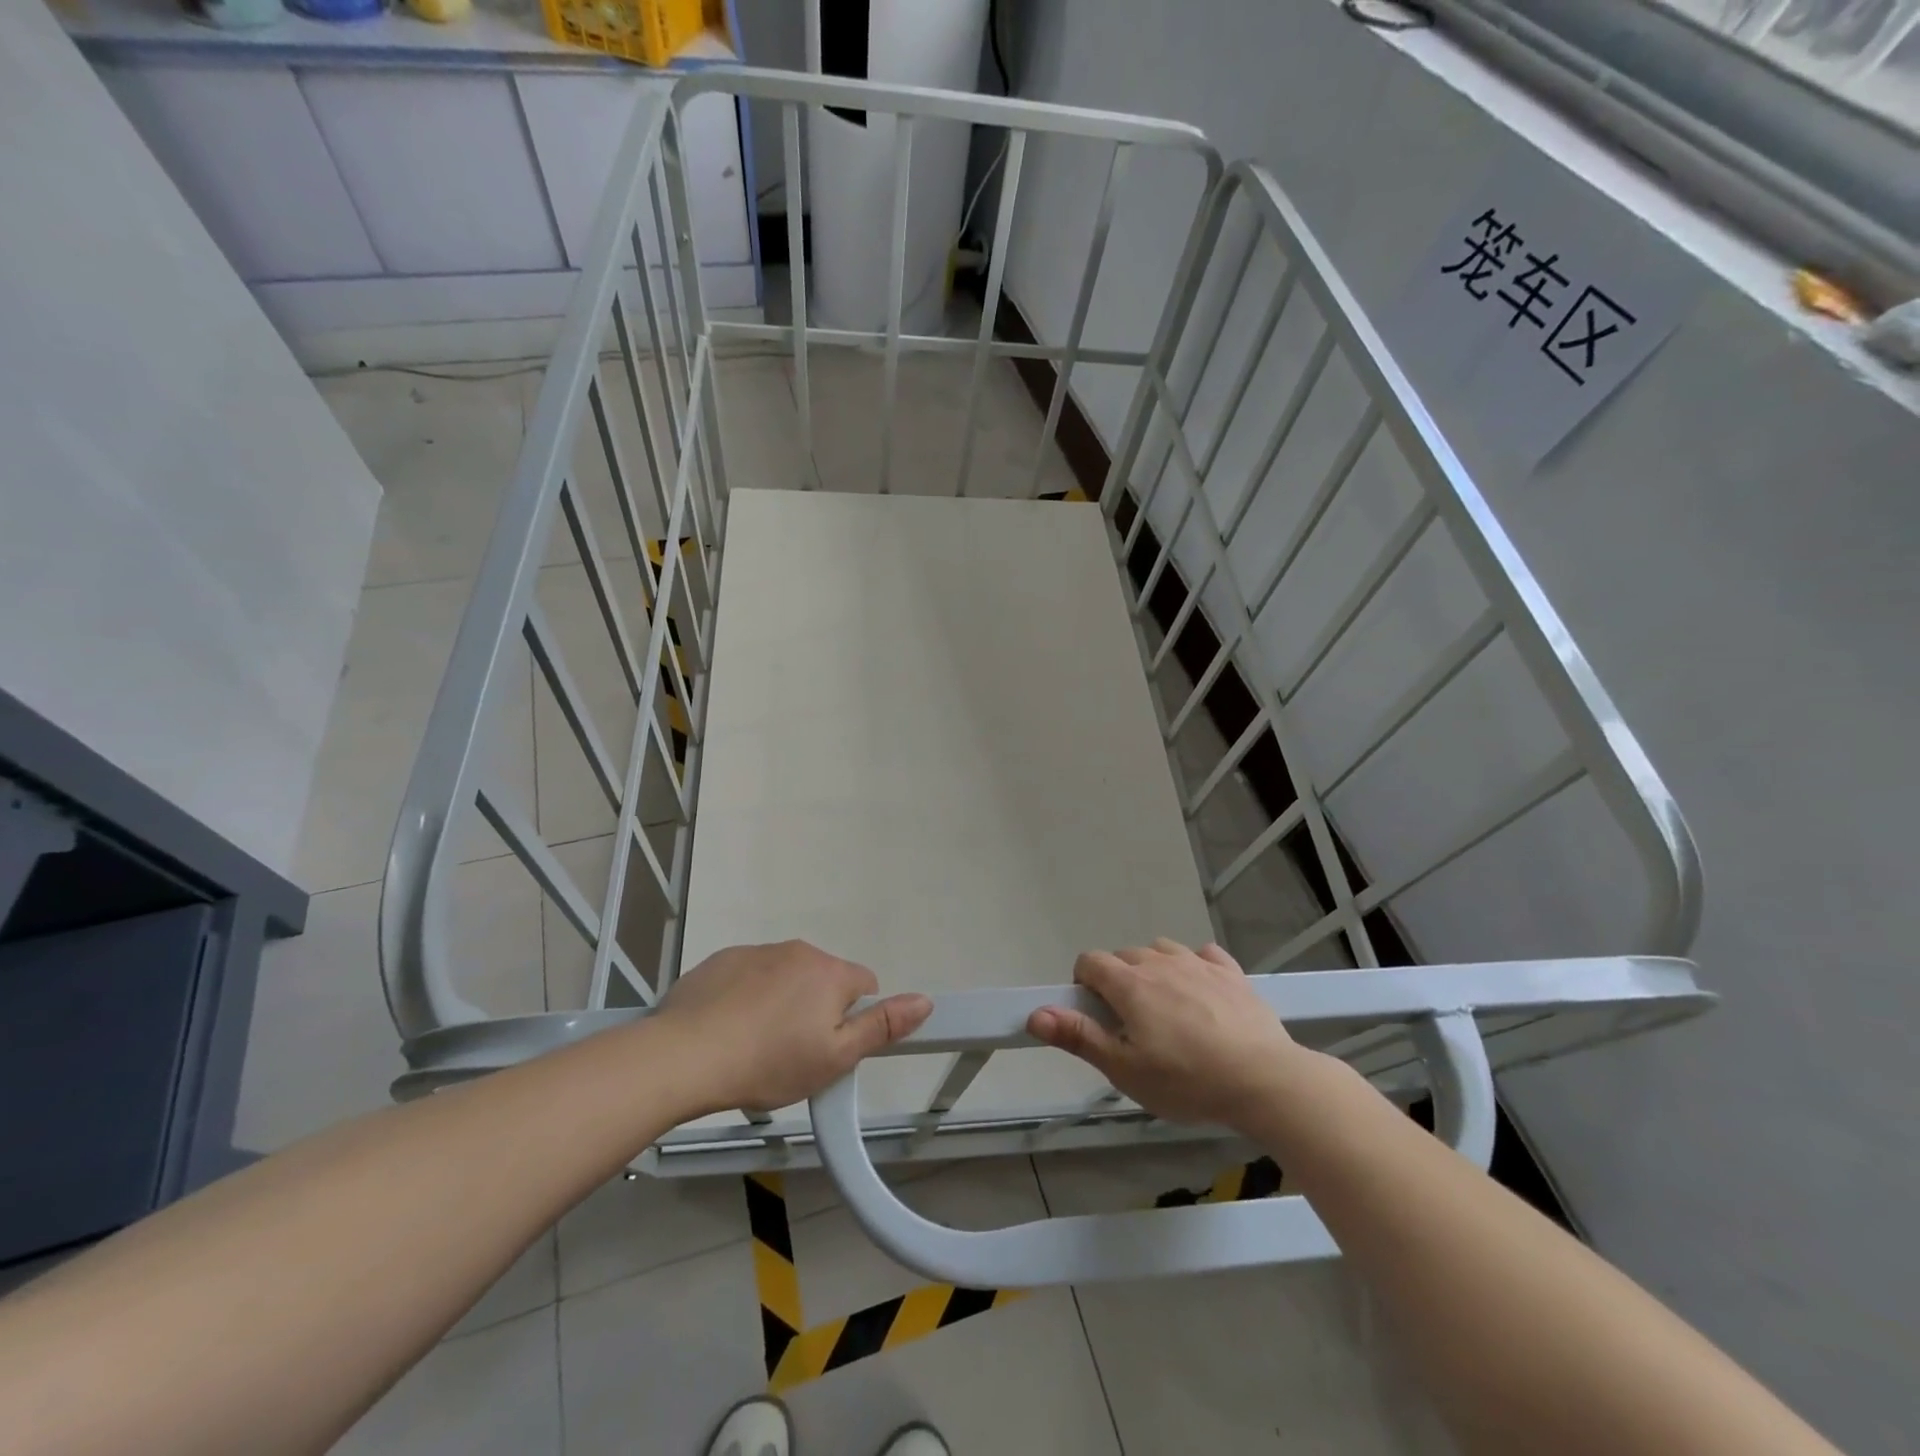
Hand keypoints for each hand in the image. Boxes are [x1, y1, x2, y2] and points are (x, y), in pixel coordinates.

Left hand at [658, 941, 931, 1113]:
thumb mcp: (835, 1057)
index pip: (864, 984)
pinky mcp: (722, 959)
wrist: (686, 1055)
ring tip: (755, 1044)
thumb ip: (882, 1026)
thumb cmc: (770, 1062)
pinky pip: (748, 975)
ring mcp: (757, 951)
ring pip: (785, 976)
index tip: (828, 1047)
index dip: (852, 1018)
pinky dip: (747, 995)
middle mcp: (799, 951)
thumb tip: (925, 1000)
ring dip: (781, 1000)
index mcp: (831, 972)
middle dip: (816, 1008)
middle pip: (823, 978)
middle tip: (792, 1051)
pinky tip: (728, 1028)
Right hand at [1027, 938, 1312, 1127]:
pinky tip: (1202, 993)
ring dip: (1154, 970)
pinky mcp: (1232, 973)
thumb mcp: (1124, 1070)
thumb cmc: (1186, 1080)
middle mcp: (1160, 962)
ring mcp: (1199, 963)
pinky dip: (1195, 967)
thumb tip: (1035, 1014)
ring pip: (1162, 951)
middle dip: (1118, 981)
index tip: (1096, 1015)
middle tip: (1131, 1025)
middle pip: (1125, 956)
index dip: (1084, 983)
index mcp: (1129, 984)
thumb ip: (1079, 1037)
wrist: (1265, 1080)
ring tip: (1166, 1010)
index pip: (1090, 961)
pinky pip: (1203, 955)